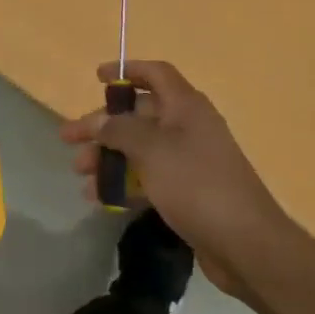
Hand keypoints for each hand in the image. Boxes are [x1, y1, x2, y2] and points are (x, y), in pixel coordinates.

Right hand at [61, 60, 287, 294]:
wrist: (245, 243)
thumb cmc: (196, 184)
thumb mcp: (151, 150)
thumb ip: (119, 129)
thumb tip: (99, 120)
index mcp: (186, 107)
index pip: (156, 74)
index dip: (127, 71)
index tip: (97, 77)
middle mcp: (188, 128)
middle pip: (138, 115)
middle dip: (102, 126)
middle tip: (69, 141)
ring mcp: (189, 160)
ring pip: (139, 148)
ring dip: (108, 158)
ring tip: (81, 176)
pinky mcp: (187, 190)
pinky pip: (147, 177)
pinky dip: (124, 183)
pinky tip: (101, 199)